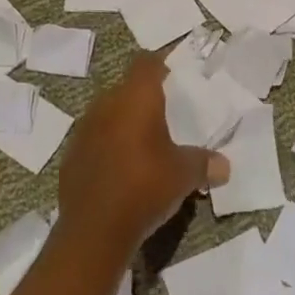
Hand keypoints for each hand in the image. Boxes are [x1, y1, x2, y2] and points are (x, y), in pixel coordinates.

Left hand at [59, 56, 228, 253]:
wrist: (94, 231)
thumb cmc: (145, 187)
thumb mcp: (185, 175)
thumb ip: (204, 163)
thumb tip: (224, 166)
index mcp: (135, 98)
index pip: (147, 63)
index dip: (160, 65)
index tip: (173, 75)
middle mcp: (106, 104)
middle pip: (126, 88)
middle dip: (143, 99)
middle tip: (165, 115)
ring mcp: (83, 130)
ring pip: (107, 114)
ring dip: (123, 123)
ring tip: (143, 144)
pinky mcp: (70, 156)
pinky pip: (94, 140)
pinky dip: (107, 147)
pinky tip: (120, 169)